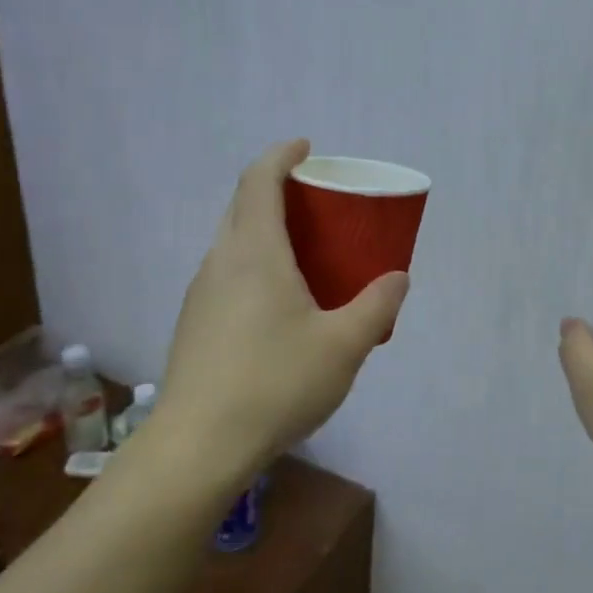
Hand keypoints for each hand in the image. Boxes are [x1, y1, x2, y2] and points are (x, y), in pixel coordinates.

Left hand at [155, 140, 407, 480]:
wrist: (199, 444)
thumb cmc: (276, 382)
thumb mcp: (344, 345)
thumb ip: (376, 306)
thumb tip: (398, 278)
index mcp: (255, 252)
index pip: (259, 180)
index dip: (280, 155)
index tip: (305, 147)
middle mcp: (221, 262)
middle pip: (242, 206)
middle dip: (274, 189)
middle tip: (314, 201)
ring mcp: (201, 294)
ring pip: (231, 241)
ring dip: (262, 229)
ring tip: (302, 251)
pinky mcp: (194, 324)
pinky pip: (227, 273)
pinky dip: (253, 263)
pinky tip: (277, 303)